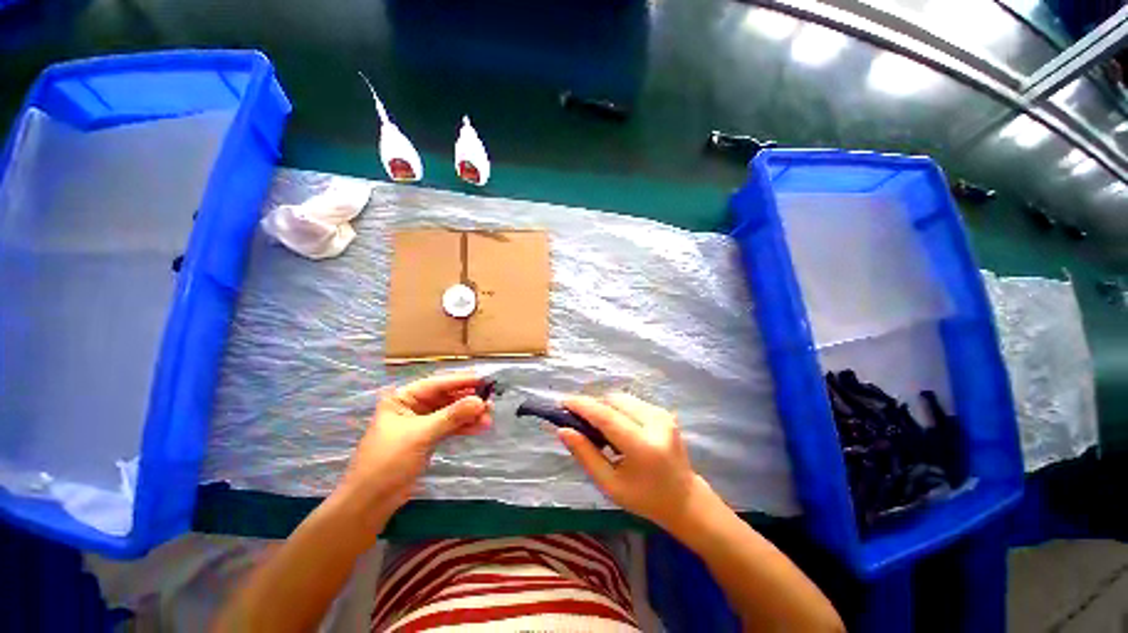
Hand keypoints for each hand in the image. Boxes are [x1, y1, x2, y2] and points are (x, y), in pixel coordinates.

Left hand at [336, 372, 490, 522]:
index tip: (484, 380)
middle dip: (468, 400)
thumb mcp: (421, 435)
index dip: (461, 381)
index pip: (437, 384)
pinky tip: (479, 427)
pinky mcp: (427, 439)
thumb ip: (452, 416)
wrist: (369, 503)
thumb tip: (480, 401)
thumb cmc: (388, 462)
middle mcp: (412, 407)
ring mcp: (421, 423)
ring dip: (469, 415)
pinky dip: (463, 427)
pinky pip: (449, 427)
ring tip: (489, 418)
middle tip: (490, 402)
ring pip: (450, 413)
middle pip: (446, 397)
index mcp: (403, 398)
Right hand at [559, 393, 706, 531]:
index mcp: (643, 446)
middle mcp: (655, 423)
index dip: (582, 406)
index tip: (563, 403)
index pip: (606, 416)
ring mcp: (662, 415)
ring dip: (606, 407)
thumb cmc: (644, 498)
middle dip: (594, 407)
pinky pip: (632, 402)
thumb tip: (563, 430)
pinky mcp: (664, 412)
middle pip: (613, 400)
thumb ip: (585, 455)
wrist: (684, 498)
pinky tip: (618, 428)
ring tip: (601, 429)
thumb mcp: (610, 484)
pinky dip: (619, 409)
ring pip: (622, 398)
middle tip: (582, 423)